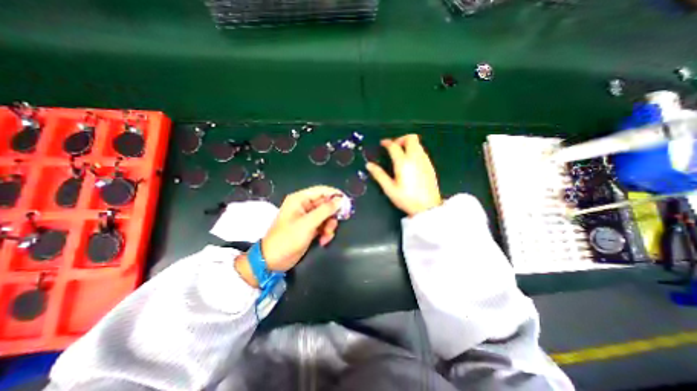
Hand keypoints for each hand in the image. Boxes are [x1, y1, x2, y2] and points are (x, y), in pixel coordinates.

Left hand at [234, 186, 341, 285]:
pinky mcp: (309, 228)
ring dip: (329, 226)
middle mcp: (304, 206)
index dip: (335, 195)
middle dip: (332, 215)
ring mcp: (307, 217)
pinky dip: (325, 232)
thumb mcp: (308, 223)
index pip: (322, 191)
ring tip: (326, 236)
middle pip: (326, 204)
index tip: (347, 203)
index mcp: (300, 199)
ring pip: (326, 216)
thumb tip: (340, 200)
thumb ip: (325, 210)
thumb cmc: (288, 239)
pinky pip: (323, 225)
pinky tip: (323, 240)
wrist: (273, 261)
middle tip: (336, 224)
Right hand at [365, 134, 439, 216]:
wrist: (427, 207)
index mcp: (403, 163)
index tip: (383, 143)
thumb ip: (379, 175)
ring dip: (409, 144)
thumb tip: (369, 165)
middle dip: (401, 139)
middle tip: (394, 147)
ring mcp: (424, 161)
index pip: (394, 146)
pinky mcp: (430, 166)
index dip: (387, 142)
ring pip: (418, 143)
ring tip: (401, 154)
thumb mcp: (389, 188)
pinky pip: (422, 151)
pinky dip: (415, 151)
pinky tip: (410, 162)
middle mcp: (415, 158)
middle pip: (411, 138)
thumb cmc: (407, 199)